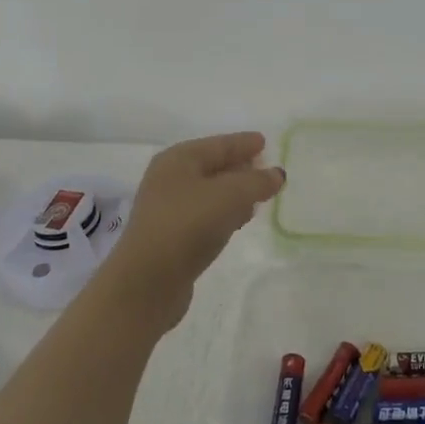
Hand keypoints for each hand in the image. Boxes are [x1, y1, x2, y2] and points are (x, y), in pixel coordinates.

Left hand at [99, 131, 284, 328]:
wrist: (147, 282)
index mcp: (179, 159)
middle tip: (266, 172)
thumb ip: (257, 181)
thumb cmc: (188, 225)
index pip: (219, 144)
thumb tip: (277, 174)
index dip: (244, 143)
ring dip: (234, 194)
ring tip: (258, 199)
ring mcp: (167, 209)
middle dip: (240, 168)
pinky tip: (238, 223)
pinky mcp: (170, 237)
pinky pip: (205, 215)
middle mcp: (169, 178)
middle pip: (213, 166)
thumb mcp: (231, 195)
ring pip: (210, 193)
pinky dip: (224, 214)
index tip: (265, 142)